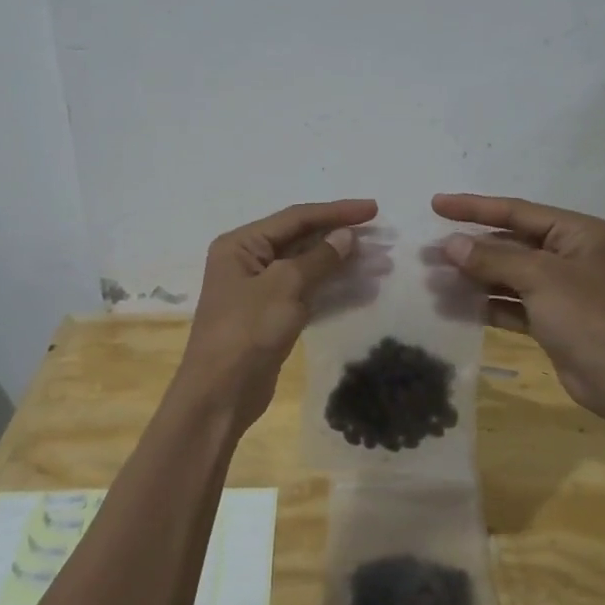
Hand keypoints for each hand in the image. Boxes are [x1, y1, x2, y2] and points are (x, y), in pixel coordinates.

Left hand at [173, 199, 378, 429]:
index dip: (336, 212)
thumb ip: (319, 258)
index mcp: (241, 244)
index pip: (295, 218)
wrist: (221, 394)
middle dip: (342, 238)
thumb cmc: (247, 330)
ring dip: (343, 264)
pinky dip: (333, 289)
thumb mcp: (285, 286)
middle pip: (302, 240)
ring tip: (381, 263)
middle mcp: (248, 261)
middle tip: (383, 238)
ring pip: (308, 267)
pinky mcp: (272, 316)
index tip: (373, 209)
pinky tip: (363, 288)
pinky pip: (307, 292)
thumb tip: (346, 236)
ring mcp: (260, 290)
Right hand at [432, 193, 604, 420]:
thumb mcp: (539, 278)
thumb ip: (492, 258)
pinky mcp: (550, 318)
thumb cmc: (587, 317)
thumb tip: (450, 244)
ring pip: (507, 274)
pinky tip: (454, 306)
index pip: (516, 211)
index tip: (436, 204)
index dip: (474, 207)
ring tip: (433, 279)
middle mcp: (568, 255)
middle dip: (469, 248)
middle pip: (509, 243)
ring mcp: (559, 289)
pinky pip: (510, 302)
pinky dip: (485, 304)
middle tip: (427, 251)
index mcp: (576, 233)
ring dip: (473, 277)